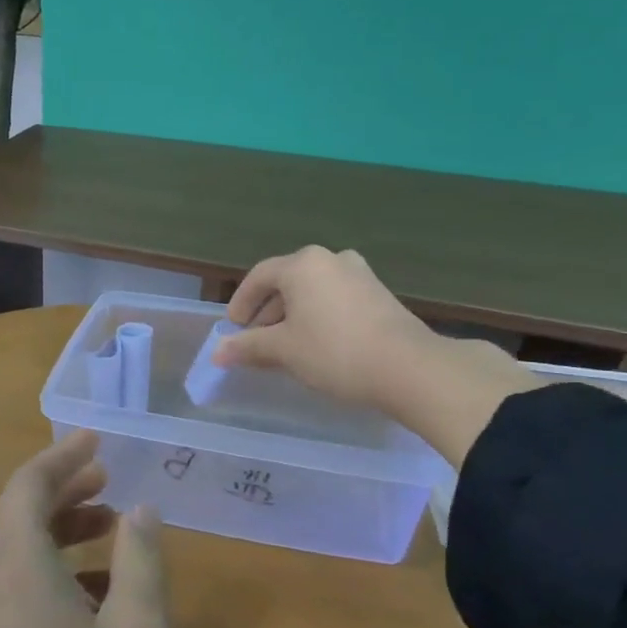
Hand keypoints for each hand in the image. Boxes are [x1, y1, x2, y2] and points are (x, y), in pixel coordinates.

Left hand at [0, 430, 167, 627]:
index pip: (27, 485)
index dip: (62, 456)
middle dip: (61, 489)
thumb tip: (141, 510)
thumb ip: (141, 562)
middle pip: (15, 514)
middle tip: (108, 477)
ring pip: (12, 552)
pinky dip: (49, 570)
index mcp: (15, 567)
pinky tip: (94, 596)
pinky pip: (10, 589)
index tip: (96, 439)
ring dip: (57, 530)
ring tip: (110, 528)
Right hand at [215, 246, 537, 466]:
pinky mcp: (379, 294)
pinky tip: (316, 346)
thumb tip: (217, 352)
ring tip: (285, 348)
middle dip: (267, 313)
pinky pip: (334, 300)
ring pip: (312, 292)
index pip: (259, 277)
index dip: (241, 303)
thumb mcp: (284, 350)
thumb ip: (248, 347)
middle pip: (286, 282)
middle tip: (256, 342)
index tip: (233, 330)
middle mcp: (331, 259)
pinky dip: (317, 318)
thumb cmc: (334, 352)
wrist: (409, 368)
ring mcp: (359, 275)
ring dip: (292, 316)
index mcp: (303, 264)